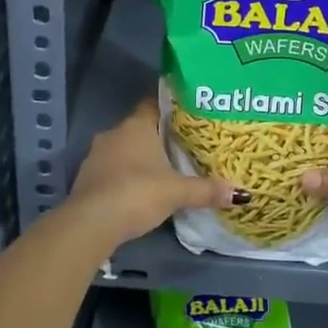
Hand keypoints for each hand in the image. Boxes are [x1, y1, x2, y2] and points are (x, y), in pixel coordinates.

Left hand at [68, 98, 238, 252]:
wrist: (90, 223)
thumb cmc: (137, 193)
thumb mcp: (177, 192)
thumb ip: (207, 190)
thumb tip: (242, 194)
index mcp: (136, 125)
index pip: (154, 103)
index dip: (171, 106)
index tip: (188, 112)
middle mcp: (114, 133)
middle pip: (140, 127)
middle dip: (158, 135)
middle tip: (182, 144)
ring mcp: (96, 155)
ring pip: (123, 148)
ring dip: (139, 157)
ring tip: (163, 168)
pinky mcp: (86, 178)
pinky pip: (111, 168)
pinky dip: (124, 175)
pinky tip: (138, 189)